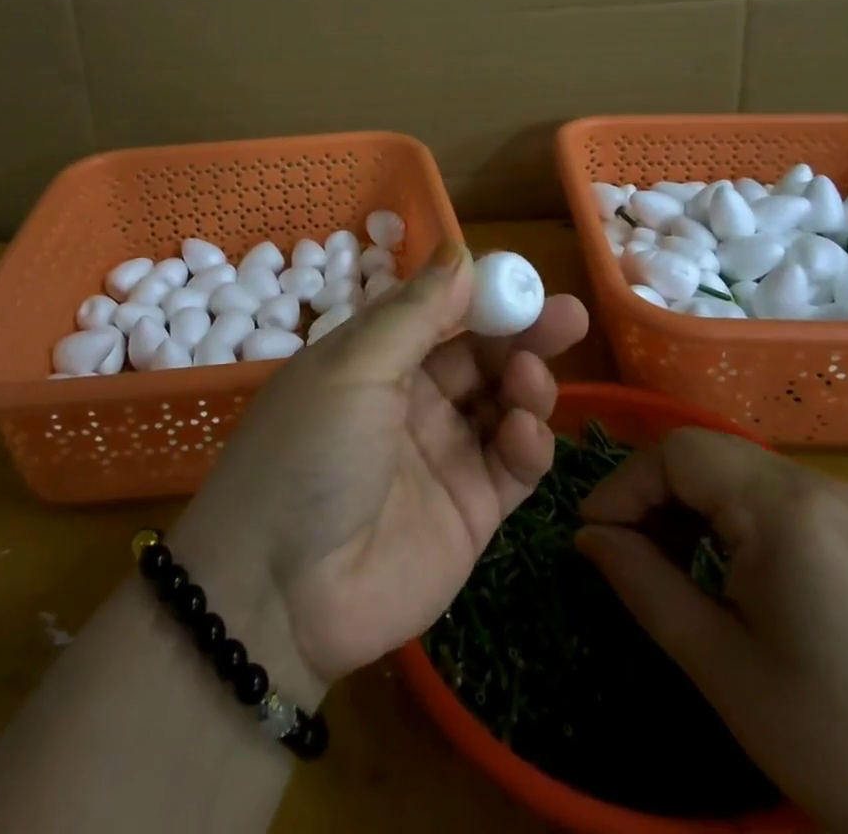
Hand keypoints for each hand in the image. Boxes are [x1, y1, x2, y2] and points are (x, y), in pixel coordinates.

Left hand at [170, 242, 587, 701]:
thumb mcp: (354, 367)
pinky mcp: (472, 509)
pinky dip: (528, 442)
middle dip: (522, 333)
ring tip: (529, 378)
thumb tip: (460, 254)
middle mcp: (412, 398)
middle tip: (568, 316)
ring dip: (526, 382)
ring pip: (504, 402)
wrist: (278, 593)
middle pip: (480, 354)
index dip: (482, 294)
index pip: (440, 312)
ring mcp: (444, 453)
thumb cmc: (309, 452)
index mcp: (376, 357)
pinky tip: (524, 432)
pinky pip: (513, 463)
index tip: (524, 279)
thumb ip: (414, 313)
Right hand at [576, 431, 847, 833]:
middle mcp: (816, 484)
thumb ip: (644, 585)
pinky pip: (773, 497)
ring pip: (737, 471)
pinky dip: (730, 518)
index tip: (592, 535)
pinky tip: (725, 571)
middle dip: (652, 494)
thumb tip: (588, 537)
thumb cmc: (845, 744)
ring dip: (689, 505)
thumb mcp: (723, 667)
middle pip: (706, 452)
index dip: (624, 486)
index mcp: (783, 507)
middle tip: (623, 552)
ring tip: (667, 564)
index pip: (677, 452)